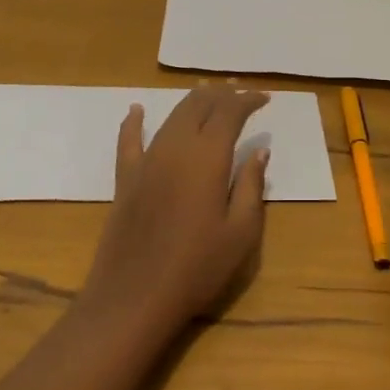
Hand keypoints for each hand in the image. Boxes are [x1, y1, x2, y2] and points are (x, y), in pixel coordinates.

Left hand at [80, 85, 270, 338]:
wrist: (134, 296)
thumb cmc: (196, 268)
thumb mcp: (240, 233)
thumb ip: (250, 186)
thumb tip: (259, 152)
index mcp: (208, 157)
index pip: (230, 112)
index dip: (248, 100)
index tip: (265, 98)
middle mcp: (176, 147)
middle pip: (198, 105)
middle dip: (222, 94)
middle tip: (240, 93)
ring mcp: (146, 160)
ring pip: (171, 116)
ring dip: (192, 101)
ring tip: (208, 95)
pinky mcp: (125, 178)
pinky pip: (128, 140)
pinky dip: (134, 121)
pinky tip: (136, 110)